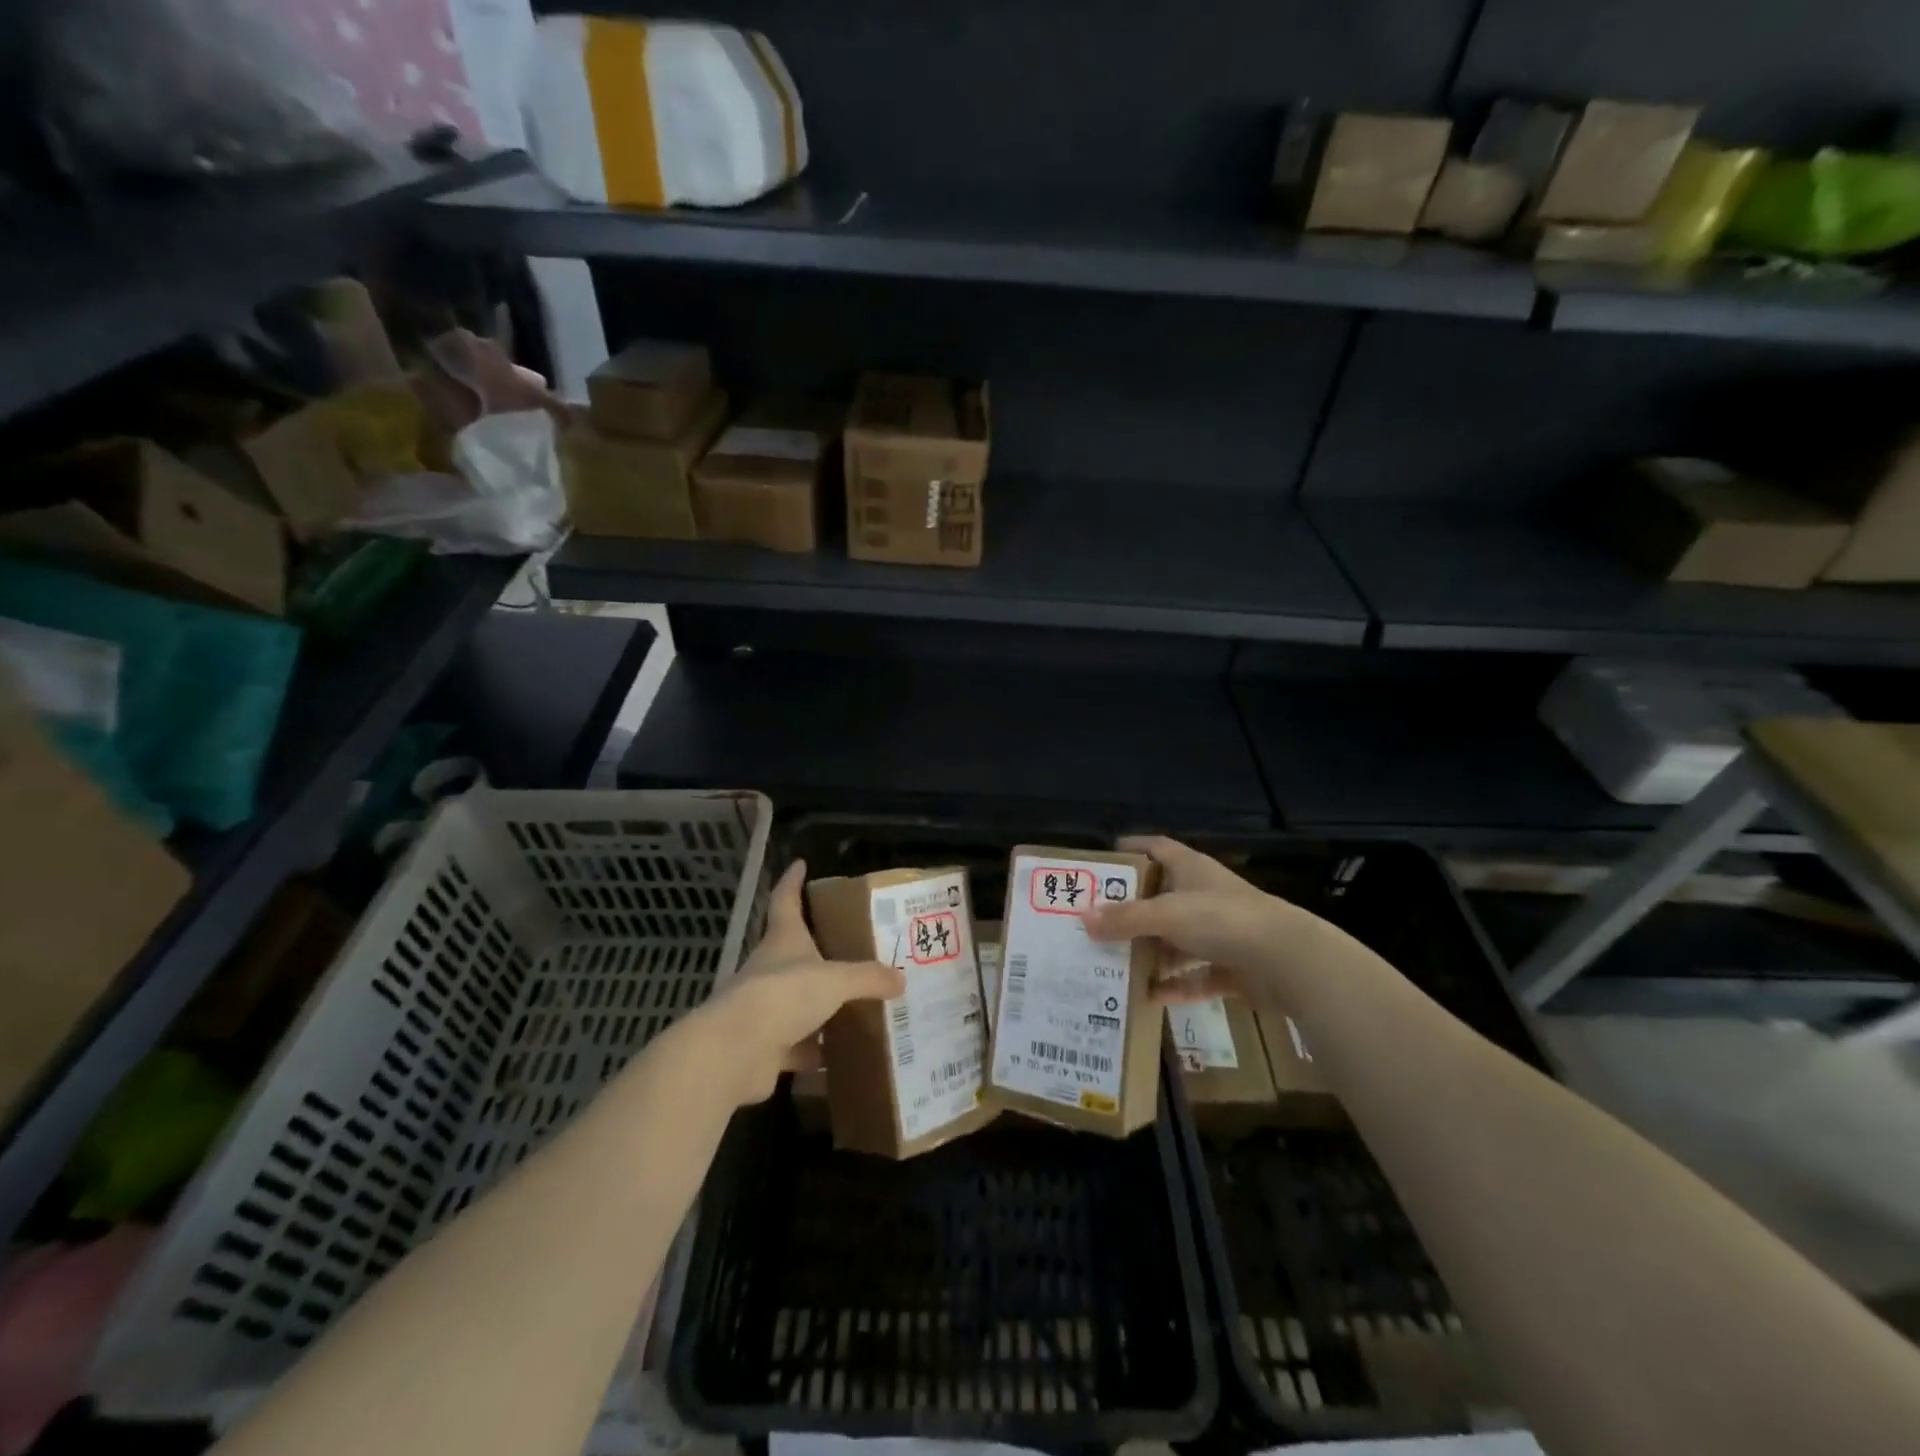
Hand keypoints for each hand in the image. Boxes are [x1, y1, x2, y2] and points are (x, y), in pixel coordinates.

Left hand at [698, 860, 904, 1104]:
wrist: (736, 1051)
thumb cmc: (784, 994)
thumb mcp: (835, 980)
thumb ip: (868, 978)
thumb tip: (900, 979)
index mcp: (783, 940)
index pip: (786, 900)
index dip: (792, 881)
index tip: (800, 864)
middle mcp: (770, 969)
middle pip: (794, 953)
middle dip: (819, 952)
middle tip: (851, 949)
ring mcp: (764, 1009)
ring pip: (796, 1003)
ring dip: (819, 1007)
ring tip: (855, 1007)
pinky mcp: (764, 1046)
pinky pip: (796, 1047)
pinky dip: (814, 1053)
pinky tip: (839, 1058)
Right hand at [1084, 836, 1326, 1006]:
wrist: (1288, 962)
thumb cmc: (1223, 920)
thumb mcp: (1167, 914)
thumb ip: (1126, 919)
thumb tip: (1082, 919)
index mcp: (1192, 869)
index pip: (1156, 848)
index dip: (1131, 850)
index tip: (1101, 864)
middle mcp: (1205, 897)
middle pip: (1162, 899)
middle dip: (1131, 913)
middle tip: (1095, 925)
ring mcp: (1222, 934)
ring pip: (1177, 941)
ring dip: (1151, 953)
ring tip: (1113, 964)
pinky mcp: (1234, 968)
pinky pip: (1196, 976)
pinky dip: (1175, 986)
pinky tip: (1148, 998)